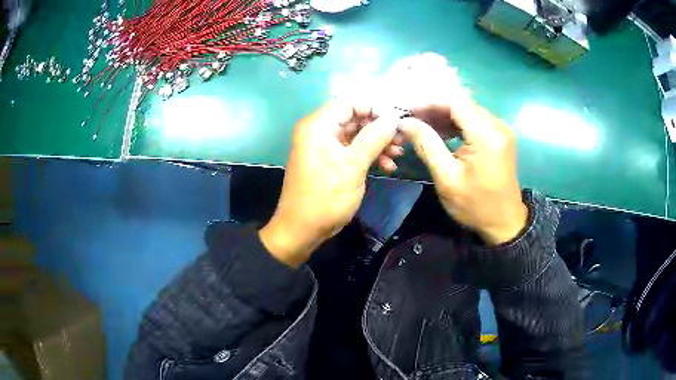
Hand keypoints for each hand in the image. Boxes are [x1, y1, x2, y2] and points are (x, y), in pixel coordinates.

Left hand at [260, 102, 401, 266]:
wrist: (302, 230)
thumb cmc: (325, 198)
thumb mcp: (352, 166)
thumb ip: (374, 138)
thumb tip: (393, 118)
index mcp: (318, 125)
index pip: (350, 102)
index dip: (375, 108)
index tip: (397, 121)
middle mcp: (318, 130)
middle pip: (355, 117)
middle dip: (379, 127)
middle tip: (401, 140)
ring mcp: (324, 146)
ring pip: (356, 134)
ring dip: (378, 142)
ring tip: (398, 154)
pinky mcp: (330, 160)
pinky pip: (352, 149)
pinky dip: (369, 154)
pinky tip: (388, 166)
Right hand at [396, 57, 526, 244]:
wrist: (504, 222)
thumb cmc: (475, 205)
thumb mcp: (447, 178)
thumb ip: (427, 145)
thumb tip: (405, 122)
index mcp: (487, 136)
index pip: (455, 103)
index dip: (429, 103)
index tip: (408, 111)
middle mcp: (498, 126)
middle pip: (462, 104)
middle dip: (435, 109)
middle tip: (412, 120)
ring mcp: (501, 130)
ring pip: (468, 110)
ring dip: (445, 115)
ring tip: (423, 126)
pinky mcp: (501, 136)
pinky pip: (476, 120)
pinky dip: (457, 122)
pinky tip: (443, 132)